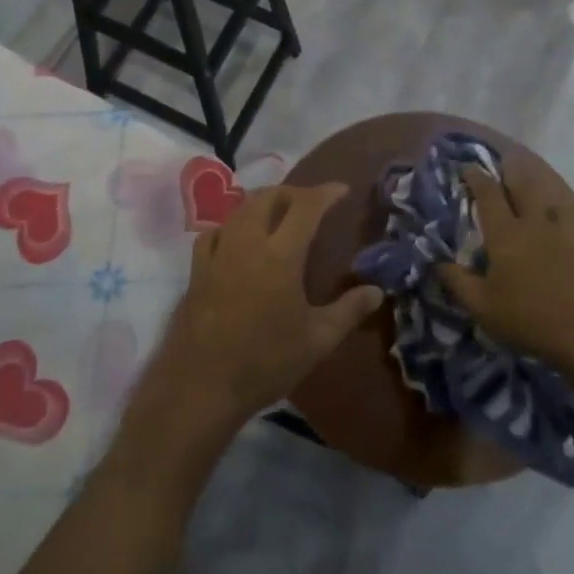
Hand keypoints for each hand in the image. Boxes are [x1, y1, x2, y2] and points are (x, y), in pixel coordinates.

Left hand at [143, 184, 382, 429]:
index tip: (342, 190)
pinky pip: (216, 230)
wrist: (202, 384)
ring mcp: (218, 252)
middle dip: (293, 192)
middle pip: (269, 197)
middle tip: (312, 203)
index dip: (325, 193)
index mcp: (280, 254)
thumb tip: (376, 291)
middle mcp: (247, 241)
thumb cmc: (266, 361)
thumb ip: (348, 311)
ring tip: (280, 215)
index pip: (305, 206)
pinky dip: (234, 224)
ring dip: (264, 203)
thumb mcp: (317, 341)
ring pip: (241, 208)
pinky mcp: (197, 268)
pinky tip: (239, 238)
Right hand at [437, 168, 573, 371]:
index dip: (476, 177)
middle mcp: (534, 224)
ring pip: (549, 197)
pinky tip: (563, 210)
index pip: (488, 194)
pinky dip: (564, 208)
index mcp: (506, 234)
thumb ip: (456, 280)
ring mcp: (564, 233)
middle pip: (522, 186)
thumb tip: (436, 261)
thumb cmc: (526, 320)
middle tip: (502, 165)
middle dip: (509, 171)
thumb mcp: (480, 306)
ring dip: (536, 185)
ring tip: (530, 180)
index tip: (467, 167)